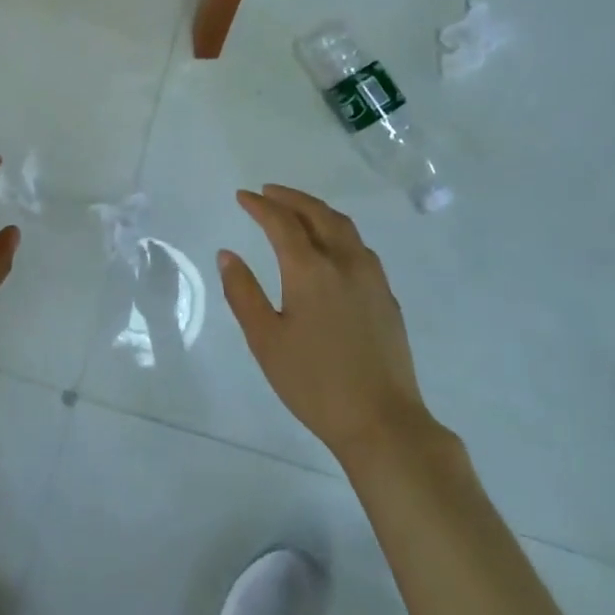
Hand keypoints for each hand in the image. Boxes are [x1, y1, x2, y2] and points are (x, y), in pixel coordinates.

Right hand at [220, 185, 430, 455]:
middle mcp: (344, 261)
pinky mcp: (387, 296)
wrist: (382, 421)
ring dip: (316, 210)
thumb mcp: (265, 340)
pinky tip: (330, 246)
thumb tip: (227, 254)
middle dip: (290, 198)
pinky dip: (337, 231)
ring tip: (297, 210)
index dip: (260, 205)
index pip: (281, 222)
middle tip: (268, 192)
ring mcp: (371, 277)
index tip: (242, 196)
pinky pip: (359, 246)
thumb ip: (243, 292)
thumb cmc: (314, 383)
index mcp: (310, 269)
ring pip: (343, 226)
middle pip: (317, 213)